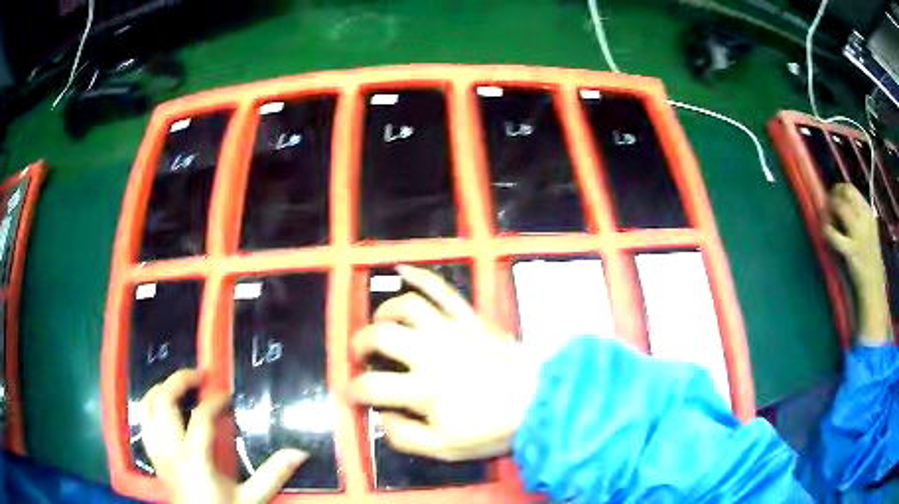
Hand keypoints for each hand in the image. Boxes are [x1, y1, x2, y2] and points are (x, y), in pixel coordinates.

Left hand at [141, 370, 306, 503]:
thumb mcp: (252, 498)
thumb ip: (273, 474)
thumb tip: (299, 452)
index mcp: (194, 457)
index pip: (201, 416)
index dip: (215, 400)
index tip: (228, 397)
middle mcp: (170, 448)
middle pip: (164, 400)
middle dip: (180, 380)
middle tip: (199, 376)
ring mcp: (157, 451)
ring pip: (147, 406)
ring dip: (160, 388)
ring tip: (178, 385)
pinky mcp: (153, 456)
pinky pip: (143, 421)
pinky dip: (149, 406)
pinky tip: (162, 407)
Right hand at [349, 265, 539, 461]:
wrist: (541, 400)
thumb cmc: (494, 428)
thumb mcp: (446, 448)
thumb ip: (406, 436)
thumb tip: (382, 414)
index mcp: (426, 390)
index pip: (372, 385)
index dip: (354, 390)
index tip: (352, 393)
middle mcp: (433, 353)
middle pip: (382, 336)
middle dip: (361, 343)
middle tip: (362, 355)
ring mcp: (452, 330)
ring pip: (407, 306)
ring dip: (385, 312)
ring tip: (381, 325)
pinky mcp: (470, 317)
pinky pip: (442, 289)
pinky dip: (420, 275)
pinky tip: (401, 269)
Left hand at [824, 183, 890, 343]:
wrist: (873, 287)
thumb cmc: (867, 258)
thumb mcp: (866, 230)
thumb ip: (855, 215)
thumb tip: (835, 200)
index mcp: (868, 212)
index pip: (850, 189)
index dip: (837, 190)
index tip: (832, 199)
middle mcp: (865, 219)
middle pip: (845, 194)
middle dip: (832, 197)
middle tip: (827, 209)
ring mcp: (859, 235)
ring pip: (841, 207)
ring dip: (829, 210)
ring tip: (826, 221)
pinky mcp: (851, 252)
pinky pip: (835, 235)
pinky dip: (826, 230)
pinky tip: (825, 233)